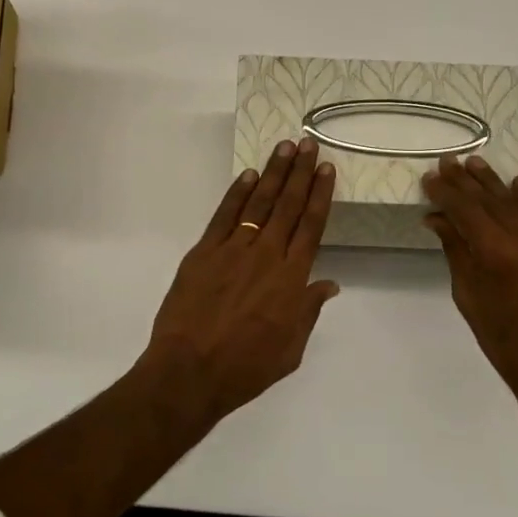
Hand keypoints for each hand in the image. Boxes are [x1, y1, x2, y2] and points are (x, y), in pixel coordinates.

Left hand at [144, 139, 340, 418]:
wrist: (189, 371)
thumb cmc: (245, 368)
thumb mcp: (290, 349)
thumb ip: (308, 312)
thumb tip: (328, 284)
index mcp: (291, 279)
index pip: (311, 226)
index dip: (320, 195)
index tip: (326, 169)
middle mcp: (266, 255)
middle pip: (288, 206)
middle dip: (300, 173)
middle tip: (308, 144)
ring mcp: (233, 250)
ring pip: (258, 203)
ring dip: (273, 174)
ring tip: (285, 148)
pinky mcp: (203, 252)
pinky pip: (224, 216)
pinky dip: (236, 193)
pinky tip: (248, 175)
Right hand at [423, 154, 517, 432]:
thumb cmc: (503, 340)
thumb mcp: (469, 296)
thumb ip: (456, 250)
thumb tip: (438, 217)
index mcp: (497, 253)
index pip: (466, 209)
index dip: (446, 191)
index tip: (431, 176)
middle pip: (492, 200)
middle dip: (468, 181)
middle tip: (451, 161)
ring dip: (497, 184)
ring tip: (478, 165)